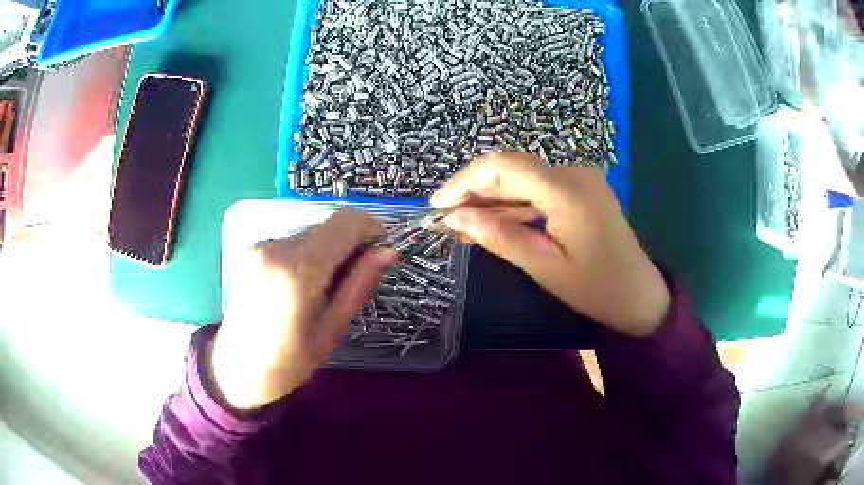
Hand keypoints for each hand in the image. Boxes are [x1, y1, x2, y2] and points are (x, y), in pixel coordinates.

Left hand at [210, 209, 396, 410]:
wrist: (237, 369)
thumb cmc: (288, 362)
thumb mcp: (331, 329)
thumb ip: (359, 284)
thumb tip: (389, 252)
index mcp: (297, 269)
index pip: (346, 221)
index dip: (371, 230)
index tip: (381, 254)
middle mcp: (276, 246)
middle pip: (330, 227)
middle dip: (351, 246)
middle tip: (353, 283)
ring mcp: (262, 245)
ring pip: (314, 234)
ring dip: (330, 253)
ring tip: (324, 292)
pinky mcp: (255, 249)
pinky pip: (295, 242)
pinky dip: (310, 257)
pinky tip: (303, 288)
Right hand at [431, 152, 669, 336]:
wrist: (640, 293)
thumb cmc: (597, 288)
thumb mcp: (545, 268)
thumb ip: (499, 237)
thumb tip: (454, 217)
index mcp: (567, 189)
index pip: (503, 165)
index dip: (464, 180)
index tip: (437, 206)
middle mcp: (572, 172)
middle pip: (510, 168)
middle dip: (473, 190)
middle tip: (446, 220)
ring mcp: (577, 178)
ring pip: (521, 178)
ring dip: (491, 198)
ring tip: (461, 224)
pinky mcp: (578, 189)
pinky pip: (537, 189)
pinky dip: (512, 204)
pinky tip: (492, 222)